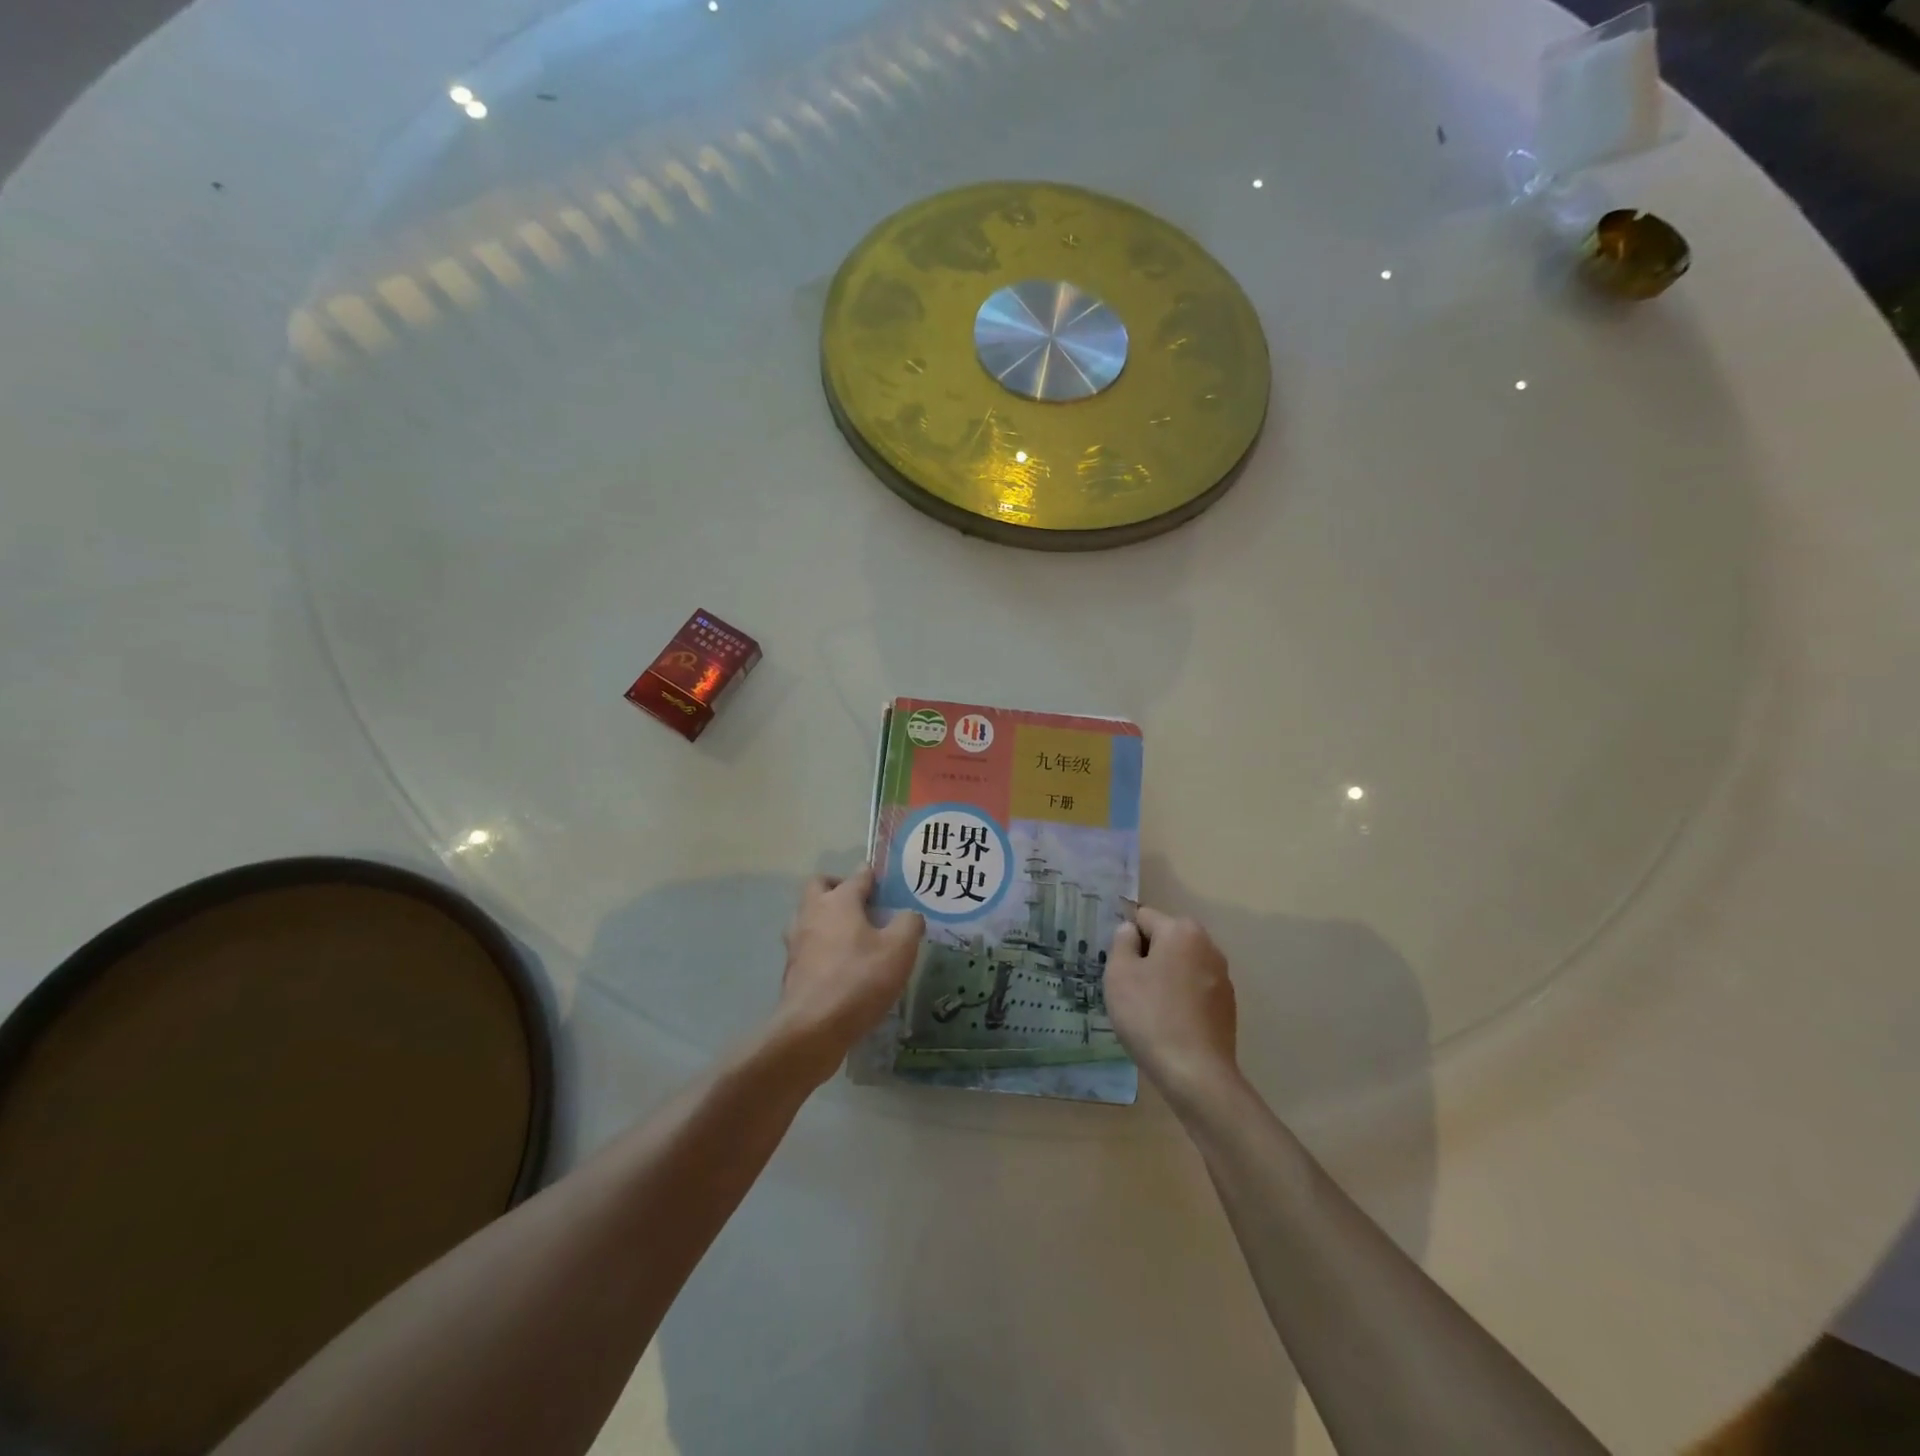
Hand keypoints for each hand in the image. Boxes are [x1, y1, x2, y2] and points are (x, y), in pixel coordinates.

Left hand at [773, 865, 923, 1080]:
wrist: (812, 1029)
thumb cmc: (859, 980)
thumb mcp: (900, 949)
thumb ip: (909, 924)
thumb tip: (910, 915)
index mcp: (839, 901)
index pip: (858, 875)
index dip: (874, 875)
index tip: (887, 880)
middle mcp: (812, 913)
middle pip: (820, 886)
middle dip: (839, 887)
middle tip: (863, 904)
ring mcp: (797, 941)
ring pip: (808, 915)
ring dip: (826, 917)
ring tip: (851, 934)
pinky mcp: (791, 969)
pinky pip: (807, 945)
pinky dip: (821, 946)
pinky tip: (840, 965)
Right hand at [1106, 906, 1237, 1102]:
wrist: (1196, 1074)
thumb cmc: (1150, 1016)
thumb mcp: (1119, 973)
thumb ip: (1122, 942)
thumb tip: (1130, 930)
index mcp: (1182, 931)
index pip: (1143, 917)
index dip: (1125, 939)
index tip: (1116, 966)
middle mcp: (1208, 946)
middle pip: (1165, 940)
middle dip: (1145, 957)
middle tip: (1127, 988)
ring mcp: (1222, 977)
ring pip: (1180, 966)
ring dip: (1163, 978)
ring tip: (1147, 1009)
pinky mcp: (1227, 1005)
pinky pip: (1194, 989)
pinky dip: (1179, 998)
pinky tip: (1168, 1024)